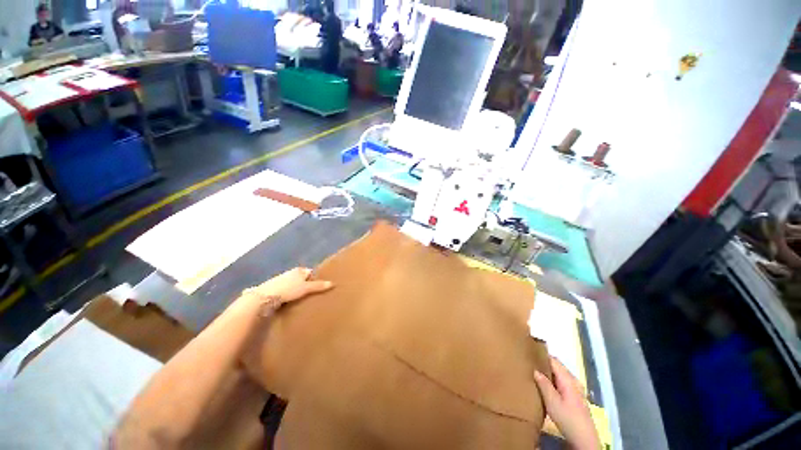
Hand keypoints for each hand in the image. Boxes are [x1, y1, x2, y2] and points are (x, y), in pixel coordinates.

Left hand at [242, 267, 332, 314]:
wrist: (265, 297)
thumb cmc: (288, 289)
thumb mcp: (306, 288)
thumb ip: (319, 286)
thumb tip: (333, 283)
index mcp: (298, 270)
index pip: (309, 272)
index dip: (314, 278)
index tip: (318, 287)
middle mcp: (290, 273)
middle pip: (301, 278)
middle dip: (305, 284)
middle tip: (311, 294)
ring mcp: (280, 280)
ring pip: (292, 285)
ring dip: (296, 290)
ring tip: (300, 299)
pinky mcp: (273, 289)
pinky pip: (285, 291)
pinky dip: (288, 295)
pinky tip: (288, 302)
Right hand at [534, 357, 599, 449]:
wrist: (584, 438)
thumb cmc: (567, 418)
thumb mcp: (552, 401)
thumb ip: (544, 384)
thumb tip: (535, 370)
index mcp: (568, 379)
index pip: (554, 360)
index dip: (542, 355)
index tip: (529, 352)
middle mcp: (573, 381)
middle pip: (557, 366)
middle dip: (544, 363)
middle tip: (529, 363)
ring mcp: (576, 389)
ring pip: (559, 375)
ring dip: (548, 373)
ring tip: (534, 373)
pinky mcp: (575, 397)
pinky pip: (562, 382)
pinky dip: (553, 380)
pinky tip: (545, 386)